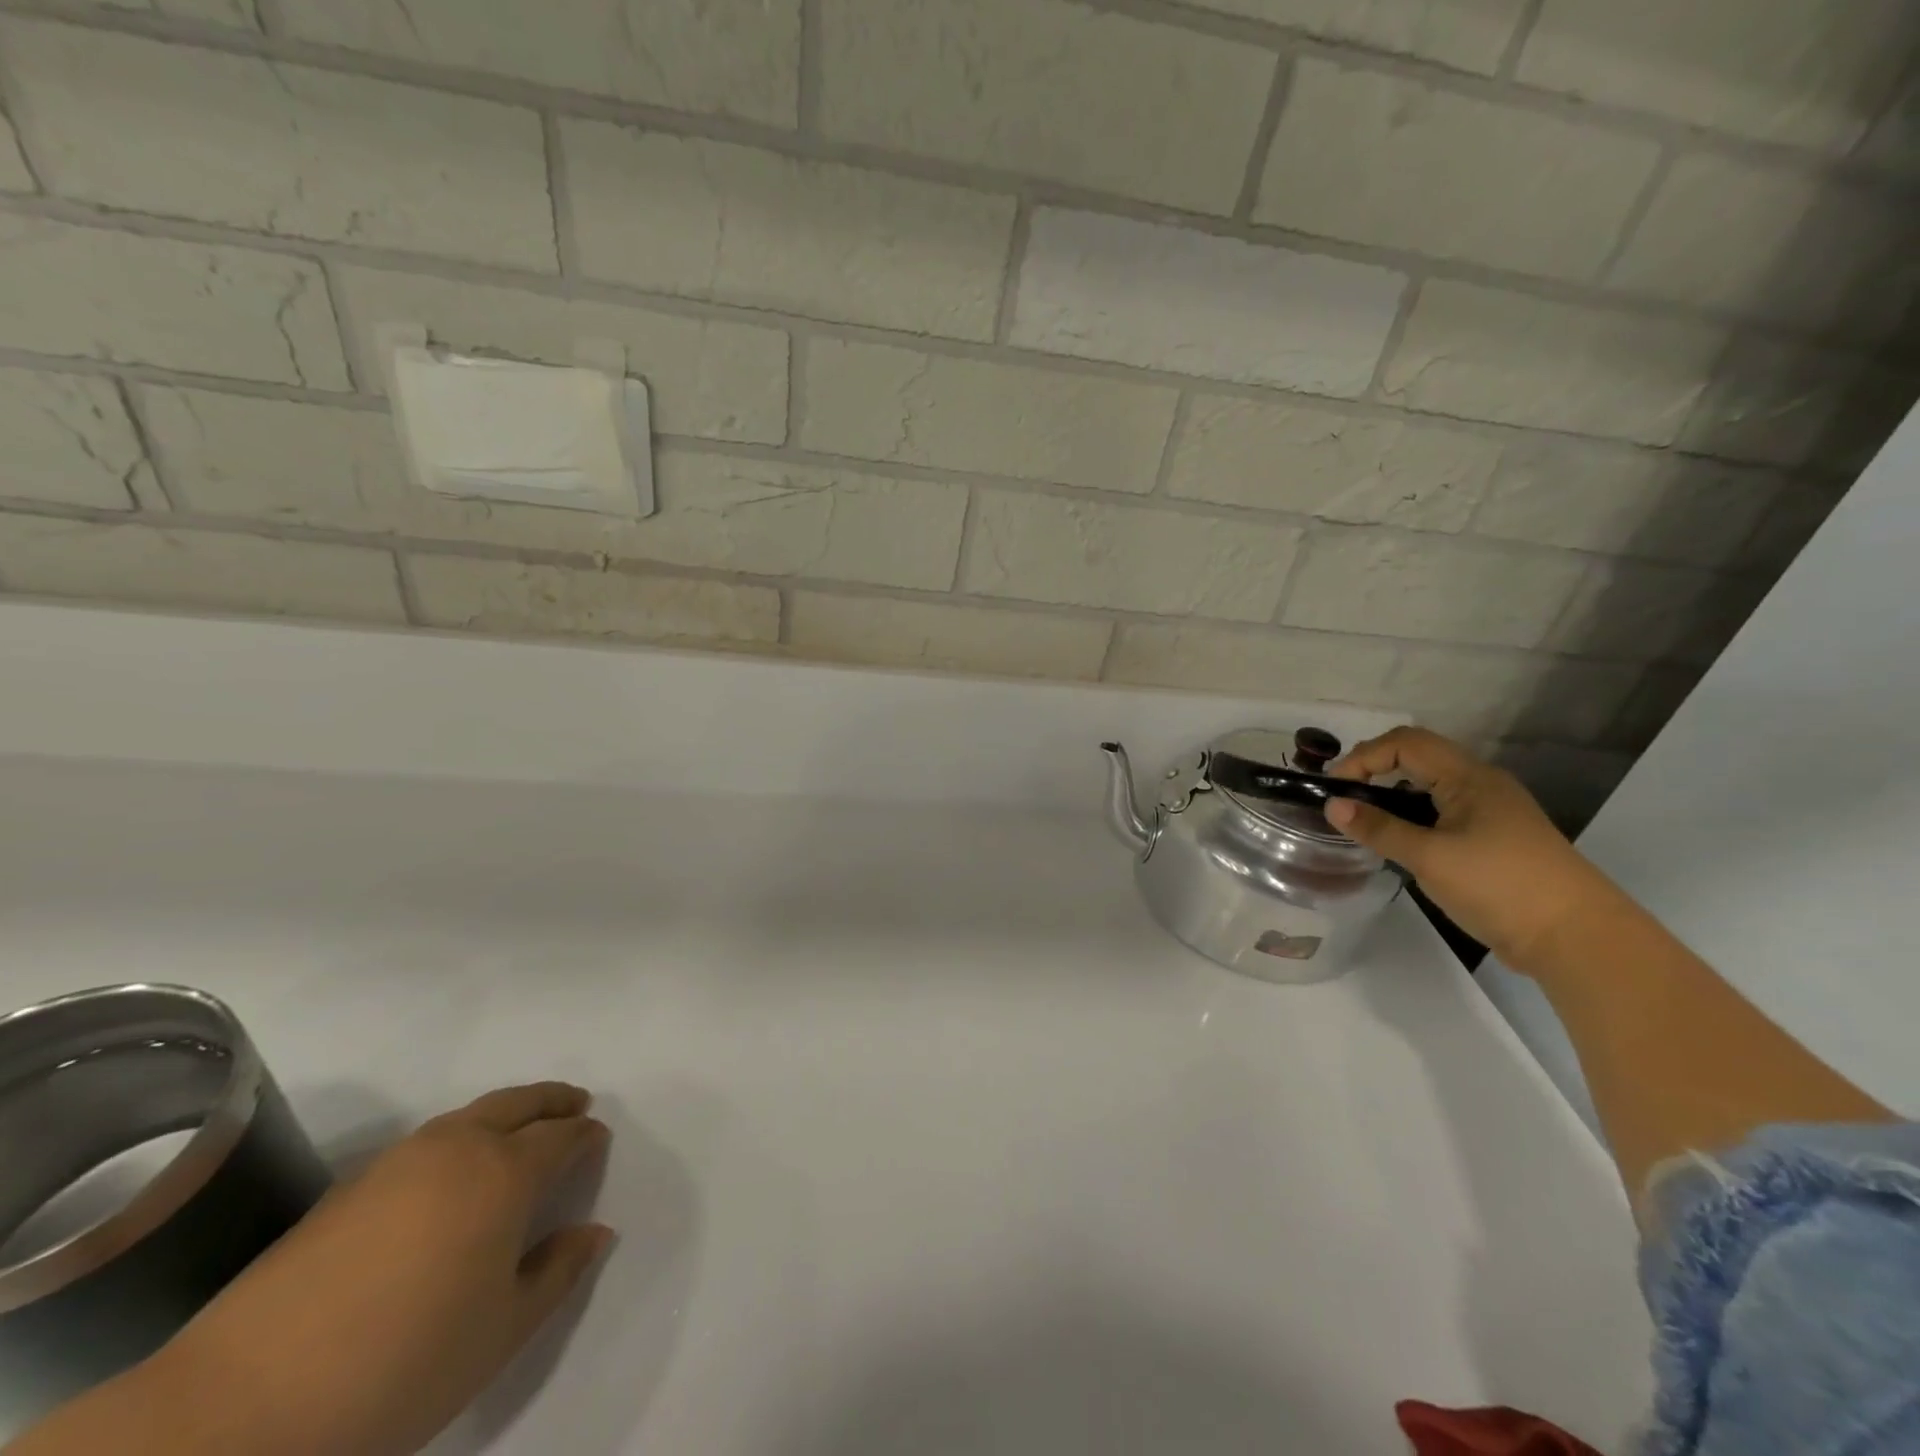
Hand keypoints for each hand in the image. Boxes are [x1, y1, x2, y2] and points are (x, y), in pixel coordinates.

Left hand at [144, 1084, 612, 1455]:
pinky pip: (428, 1140)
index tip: (599, 1139)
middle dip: (553, 1100)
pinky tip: (452, 1173)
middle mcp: (457, 1148)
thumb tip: (595, 1231)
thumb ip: (558, 1272)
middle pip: (519, 1102)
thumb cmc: (401, 1365)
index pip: (561, 1136)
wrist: (235, 1410)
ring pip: (470, 1114)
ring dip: (506, 1112)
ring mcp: (398, 1161)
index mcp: (504, 1172)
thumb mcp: (501, 1332)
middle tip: (576, 1104)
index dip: (586, 1135)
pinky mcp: (349, 1187)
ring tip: (520, 1131)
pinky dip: (460, 1137)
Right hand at [1324, 727, 1619, 967]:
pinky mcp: (1494, 838)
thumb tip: (1332, 805)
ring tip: (1363, 818)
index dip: (1364, 757)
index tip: (1335, 788)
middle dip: (1375, 768)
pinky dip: (1412, 814)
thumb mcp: (1429, 857)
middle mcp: (1482, 784)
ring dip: (1393, 791)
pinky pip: (1443, 810)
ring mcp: (1491, 812)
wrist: (1577, 937)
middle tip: (1343, 797)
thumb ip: (1379, 829)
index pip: (1406, 743)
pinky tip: (1399, 840)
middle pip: (1419, 756)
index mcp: (1470, 778)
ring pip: (1431, 784)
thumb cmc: (1500, 886)